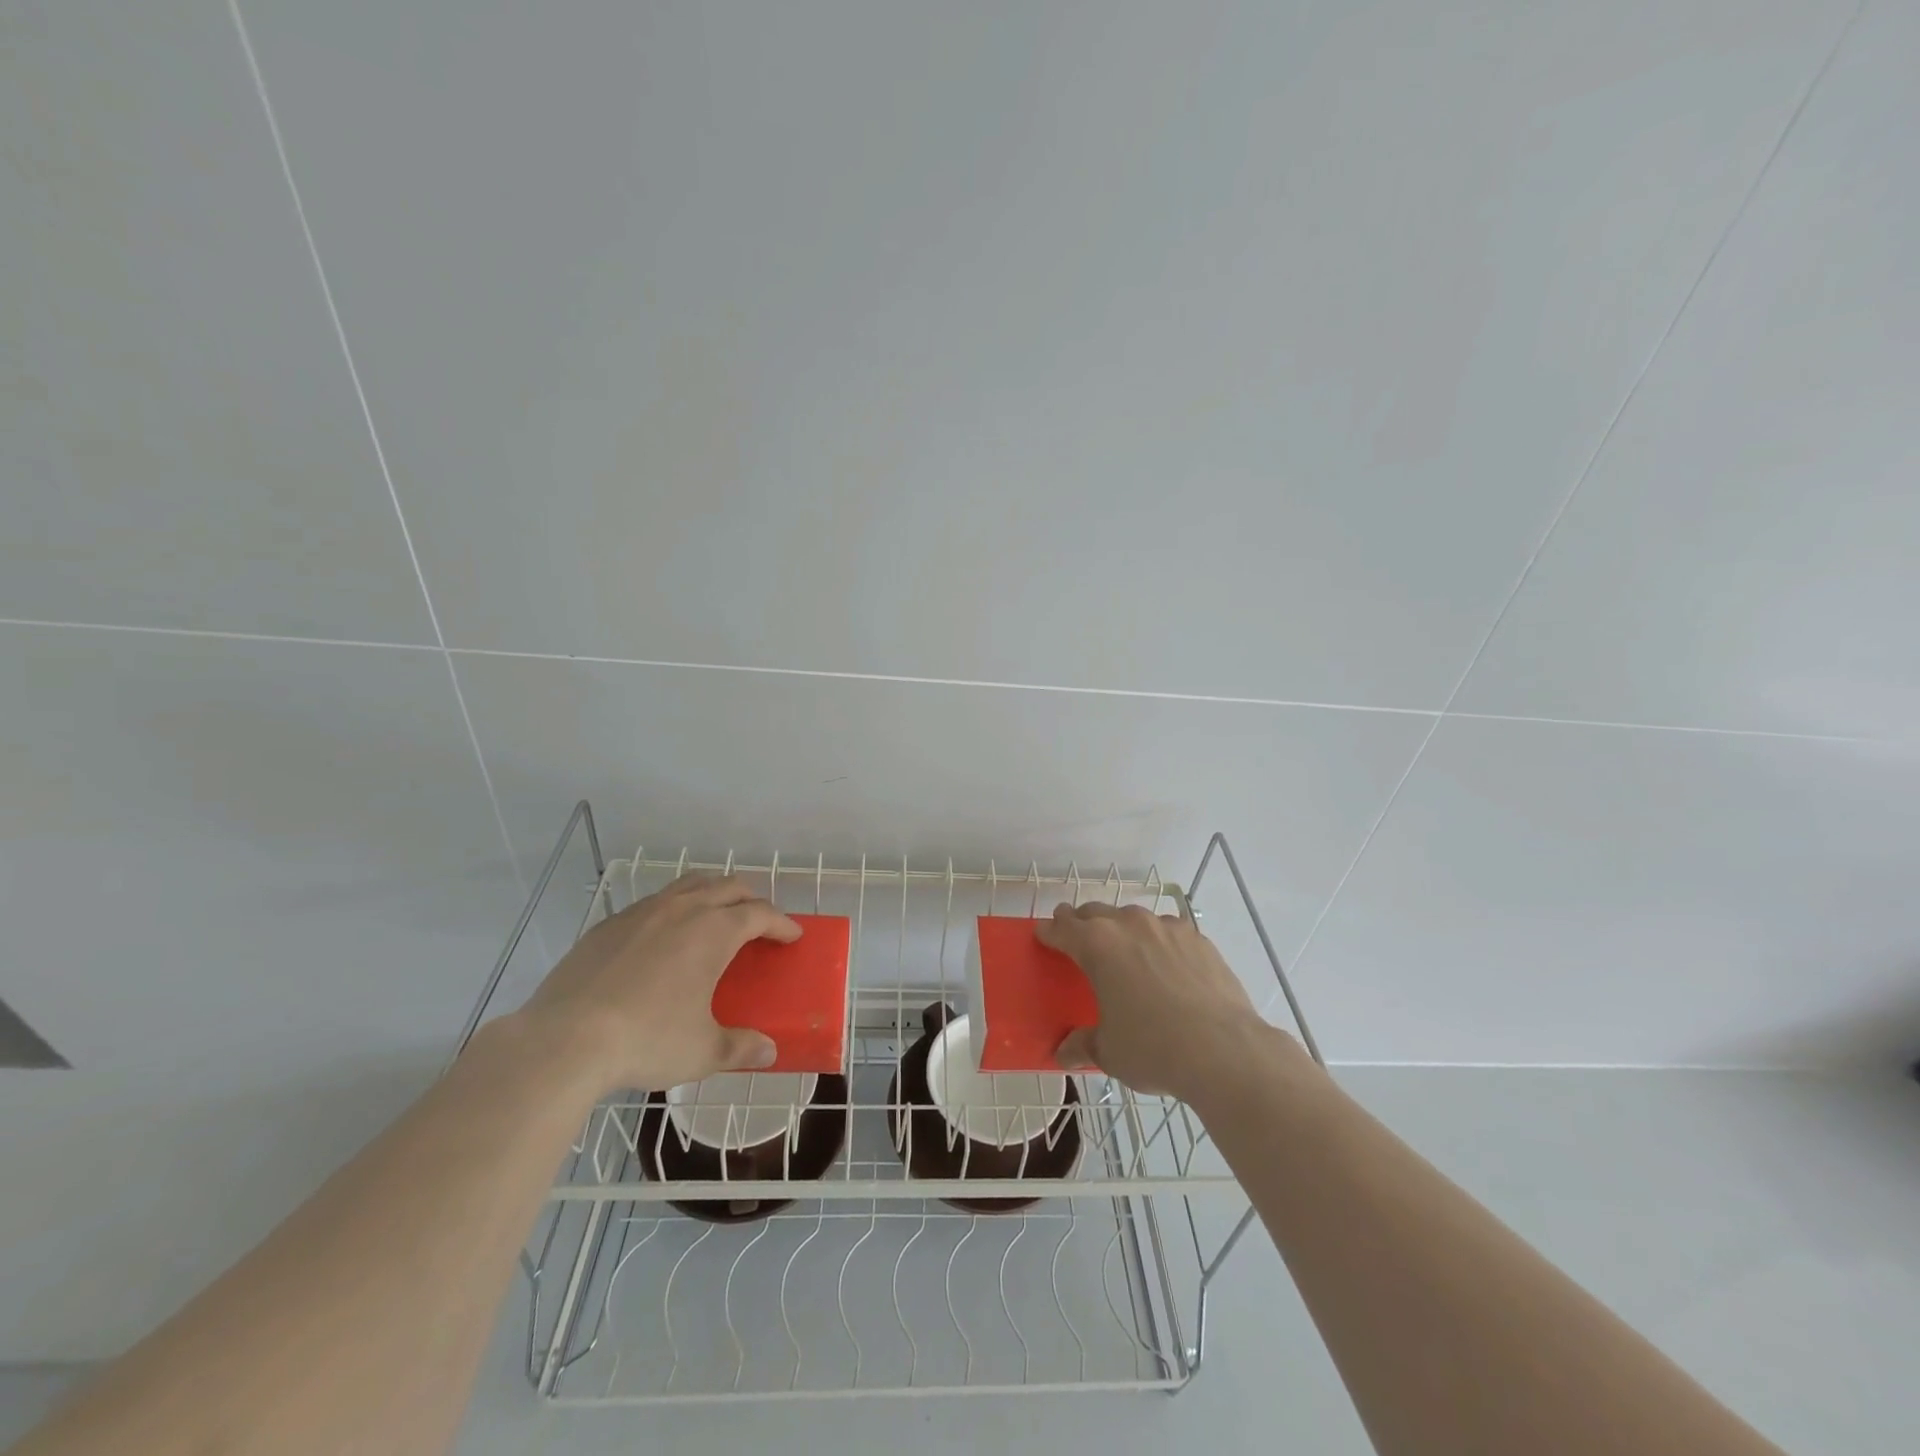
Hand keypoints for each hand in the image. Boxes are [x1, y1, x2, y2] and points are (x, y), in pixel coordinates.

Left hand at [516, 875, 800, 1092]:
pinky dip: (673, 910)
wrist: (563, 1040)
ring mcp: (642, 912)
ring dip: (712, 893)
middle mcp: (683, 910)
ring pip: (689, 884)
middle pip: (728, 886)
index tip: (792, 935)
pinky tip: (663, 939)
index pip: (760, 914)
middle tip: (759, 922)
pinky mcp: (609, 925)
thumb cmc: (647, 1040)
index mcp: (714, 931)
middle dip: (751, 899)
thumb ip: (740, 1047)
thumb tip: (768, 1052)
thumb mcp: (702, 1051)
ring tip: (715, 916)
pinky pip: (653, 903)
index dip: (781, 923)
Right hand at [1037, 902, 1282, 1101]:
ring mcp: (1167, 928)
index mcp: (1097, 945)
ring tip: (1124, 952)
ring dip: (1121, 929)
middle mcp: (1129, 925)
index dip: (1050, 932)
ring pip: (1133, 917)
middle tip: (1077, 938)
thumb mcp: (1109, 1052)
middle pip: (1095, 913)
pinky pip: (1167, 931)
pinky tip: (1165, 965)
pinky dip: (1158, 941)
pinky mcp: (1198, 939)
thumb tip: (1063, 1052)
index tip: (1043, 935)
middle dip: (1082, 923)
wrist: (1224, 1050)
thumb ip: (1083, 1044)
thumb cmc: (1153, 1049)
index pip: (1062, 928)